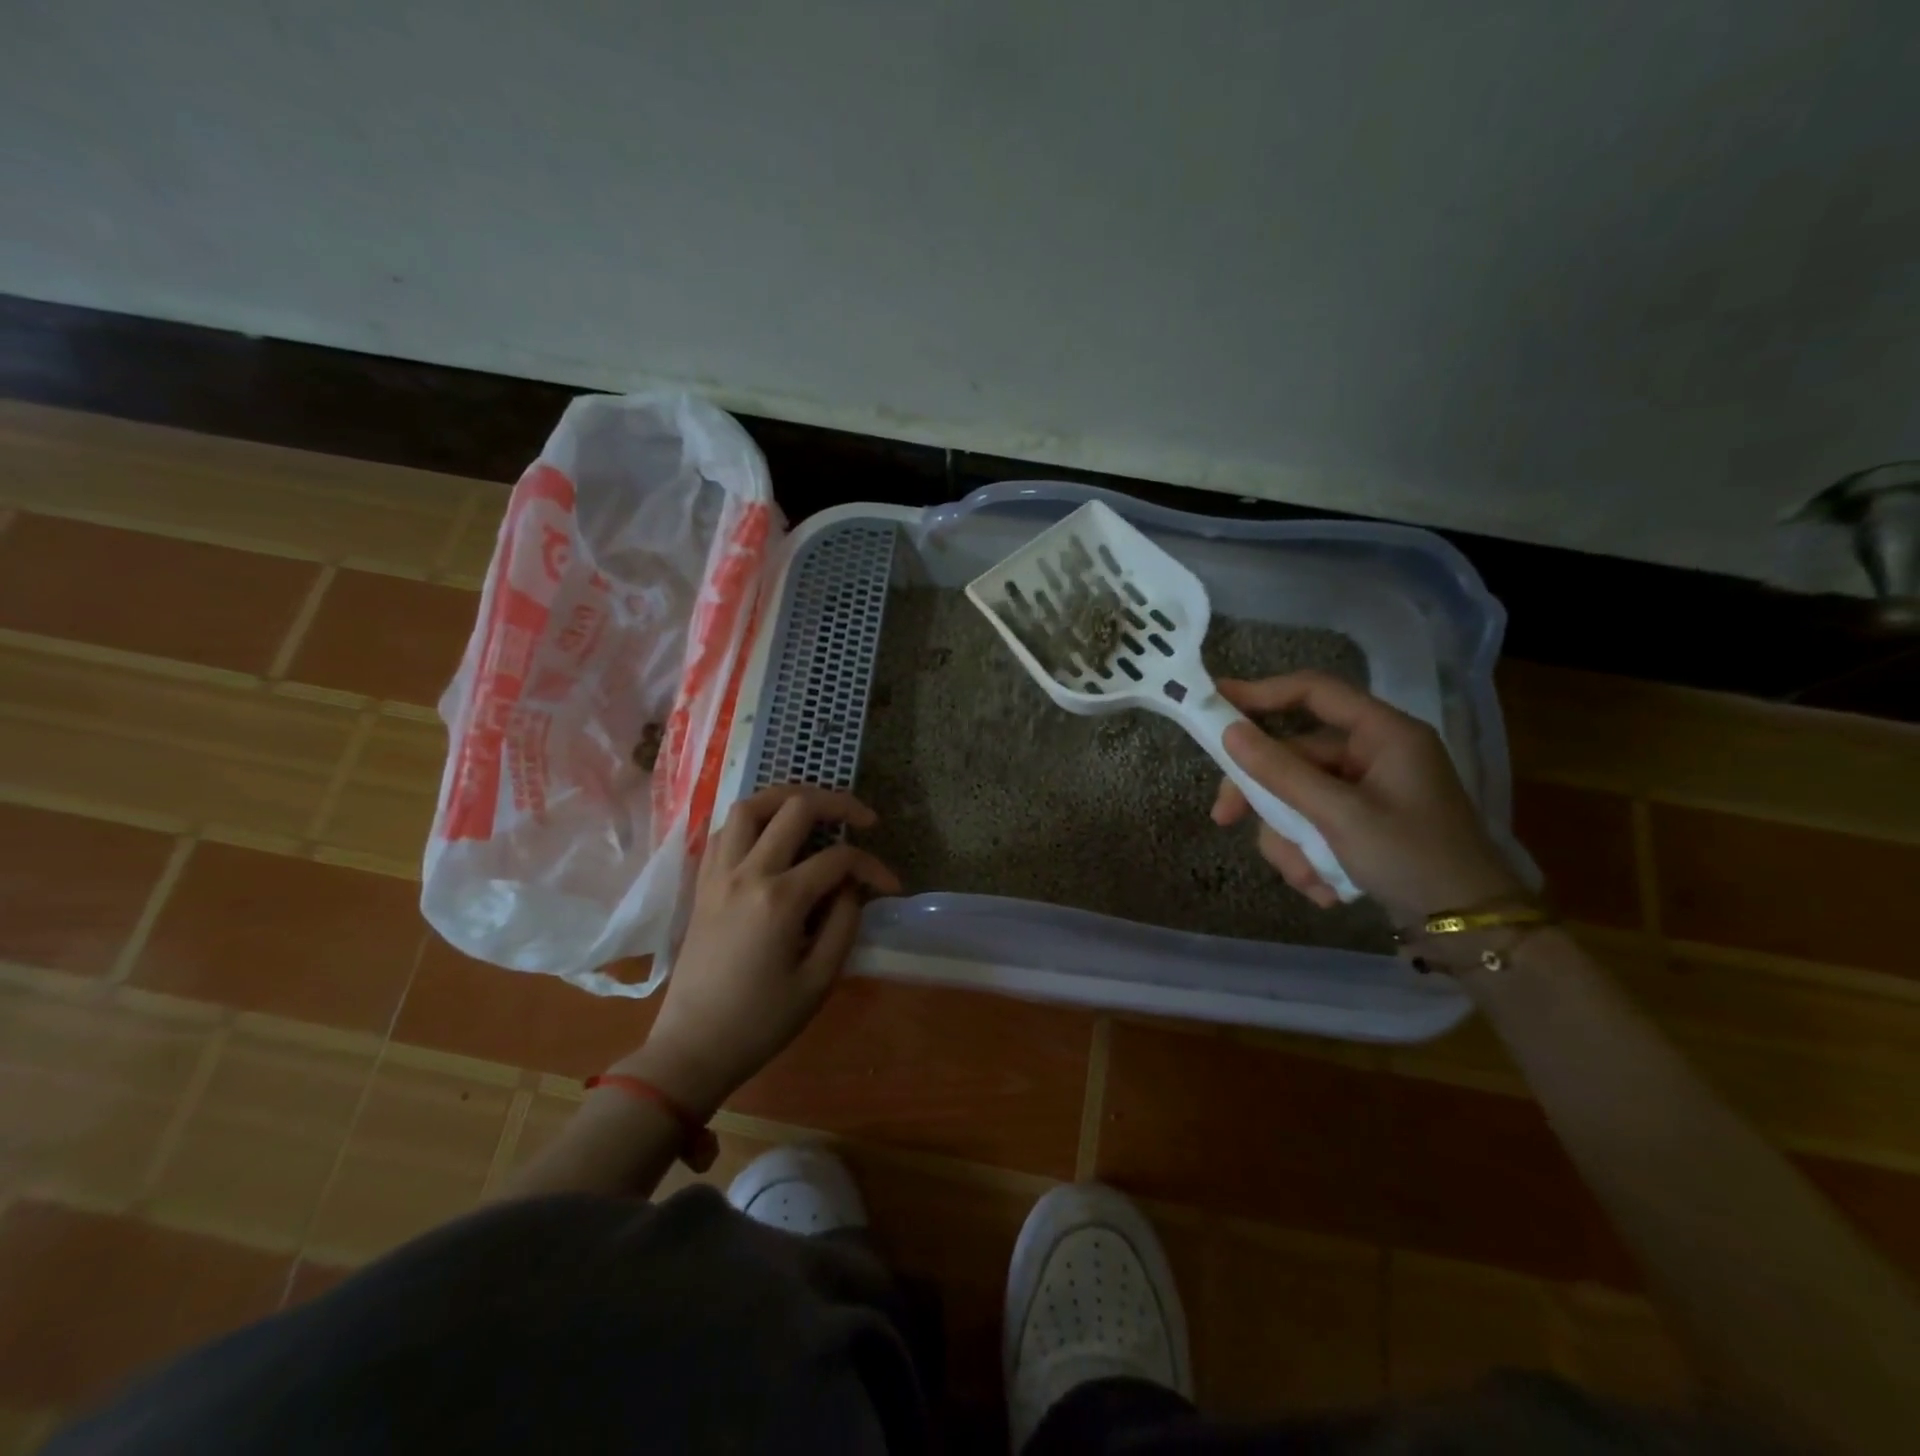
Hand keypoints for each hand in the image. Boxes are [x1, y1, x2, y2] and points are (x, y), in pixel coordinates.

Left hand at [617, 785, 899, 1116]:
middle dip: (837, 802)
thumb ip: (844, 922)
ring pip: (749, 806)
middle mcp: (746, 873)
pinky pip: (724, 831)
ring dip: (787, 797)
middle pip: (794, 808)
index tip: (891, 885)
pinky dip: (752, 820)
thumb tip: (852, 886)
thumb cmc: (761, 1022)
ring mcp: (718, 874)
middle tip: (863, 818)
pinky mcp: (702, 884)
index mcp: (779, 899)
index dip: (872, 865)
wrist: (693, 1047)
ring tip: (815, 808)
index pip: (837, 859)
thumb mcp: (819, 980)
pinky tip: (772, 835)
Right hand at [1210, 672, 1523, 923]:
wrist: (1469, 930)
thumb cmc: (1412, 859)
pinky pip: (1313, 825)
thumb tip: (1229, 732)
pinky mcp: (1362, 824)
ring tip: (1307, 878)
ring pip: (1297, 798)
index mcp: (1384, 734)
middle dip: (1265, 798)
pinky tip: (1324, 887)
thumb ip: (1281, 772)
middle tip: (1224, 818)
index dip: (1261, 692)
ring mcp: (1367, 791)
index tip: (1213, 701)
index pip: (1314, 691)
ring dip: (1290, 841)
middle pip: (1294, 757)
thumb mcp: (1340, 816)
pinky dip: (1308, 856)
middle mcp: (1374, 755)